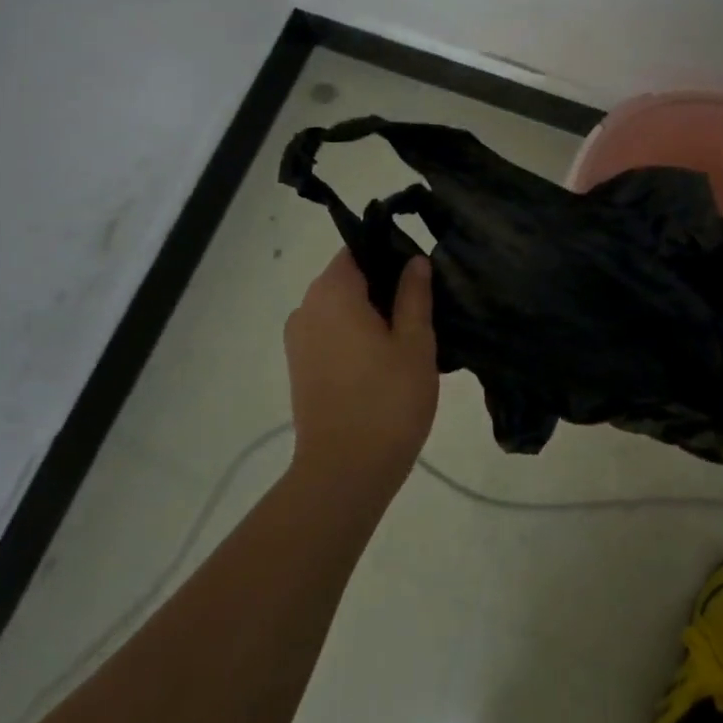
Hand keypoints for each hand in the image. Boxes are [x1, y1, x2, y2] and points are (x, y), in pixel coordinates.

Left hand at [283, 251, 439, 497]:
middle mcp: (307, 307)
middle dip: (383, 286)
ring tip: (409, 337)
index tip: (420, 274)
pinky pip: (330, 334)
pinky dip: (354, 336)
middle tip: (423, 307)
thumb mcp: (415, 342)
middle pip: (347, 278)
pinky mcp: (300, 367)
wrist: (344, 473)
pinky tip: (385, 361)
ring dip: (370, 314)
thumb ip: (414, 295)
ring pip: (339, 308)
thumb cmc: (387, 400)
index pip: (358, 250)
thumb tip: (414, 261)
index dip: (390, 254)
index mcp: (333, 292)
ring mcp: (299, 339)